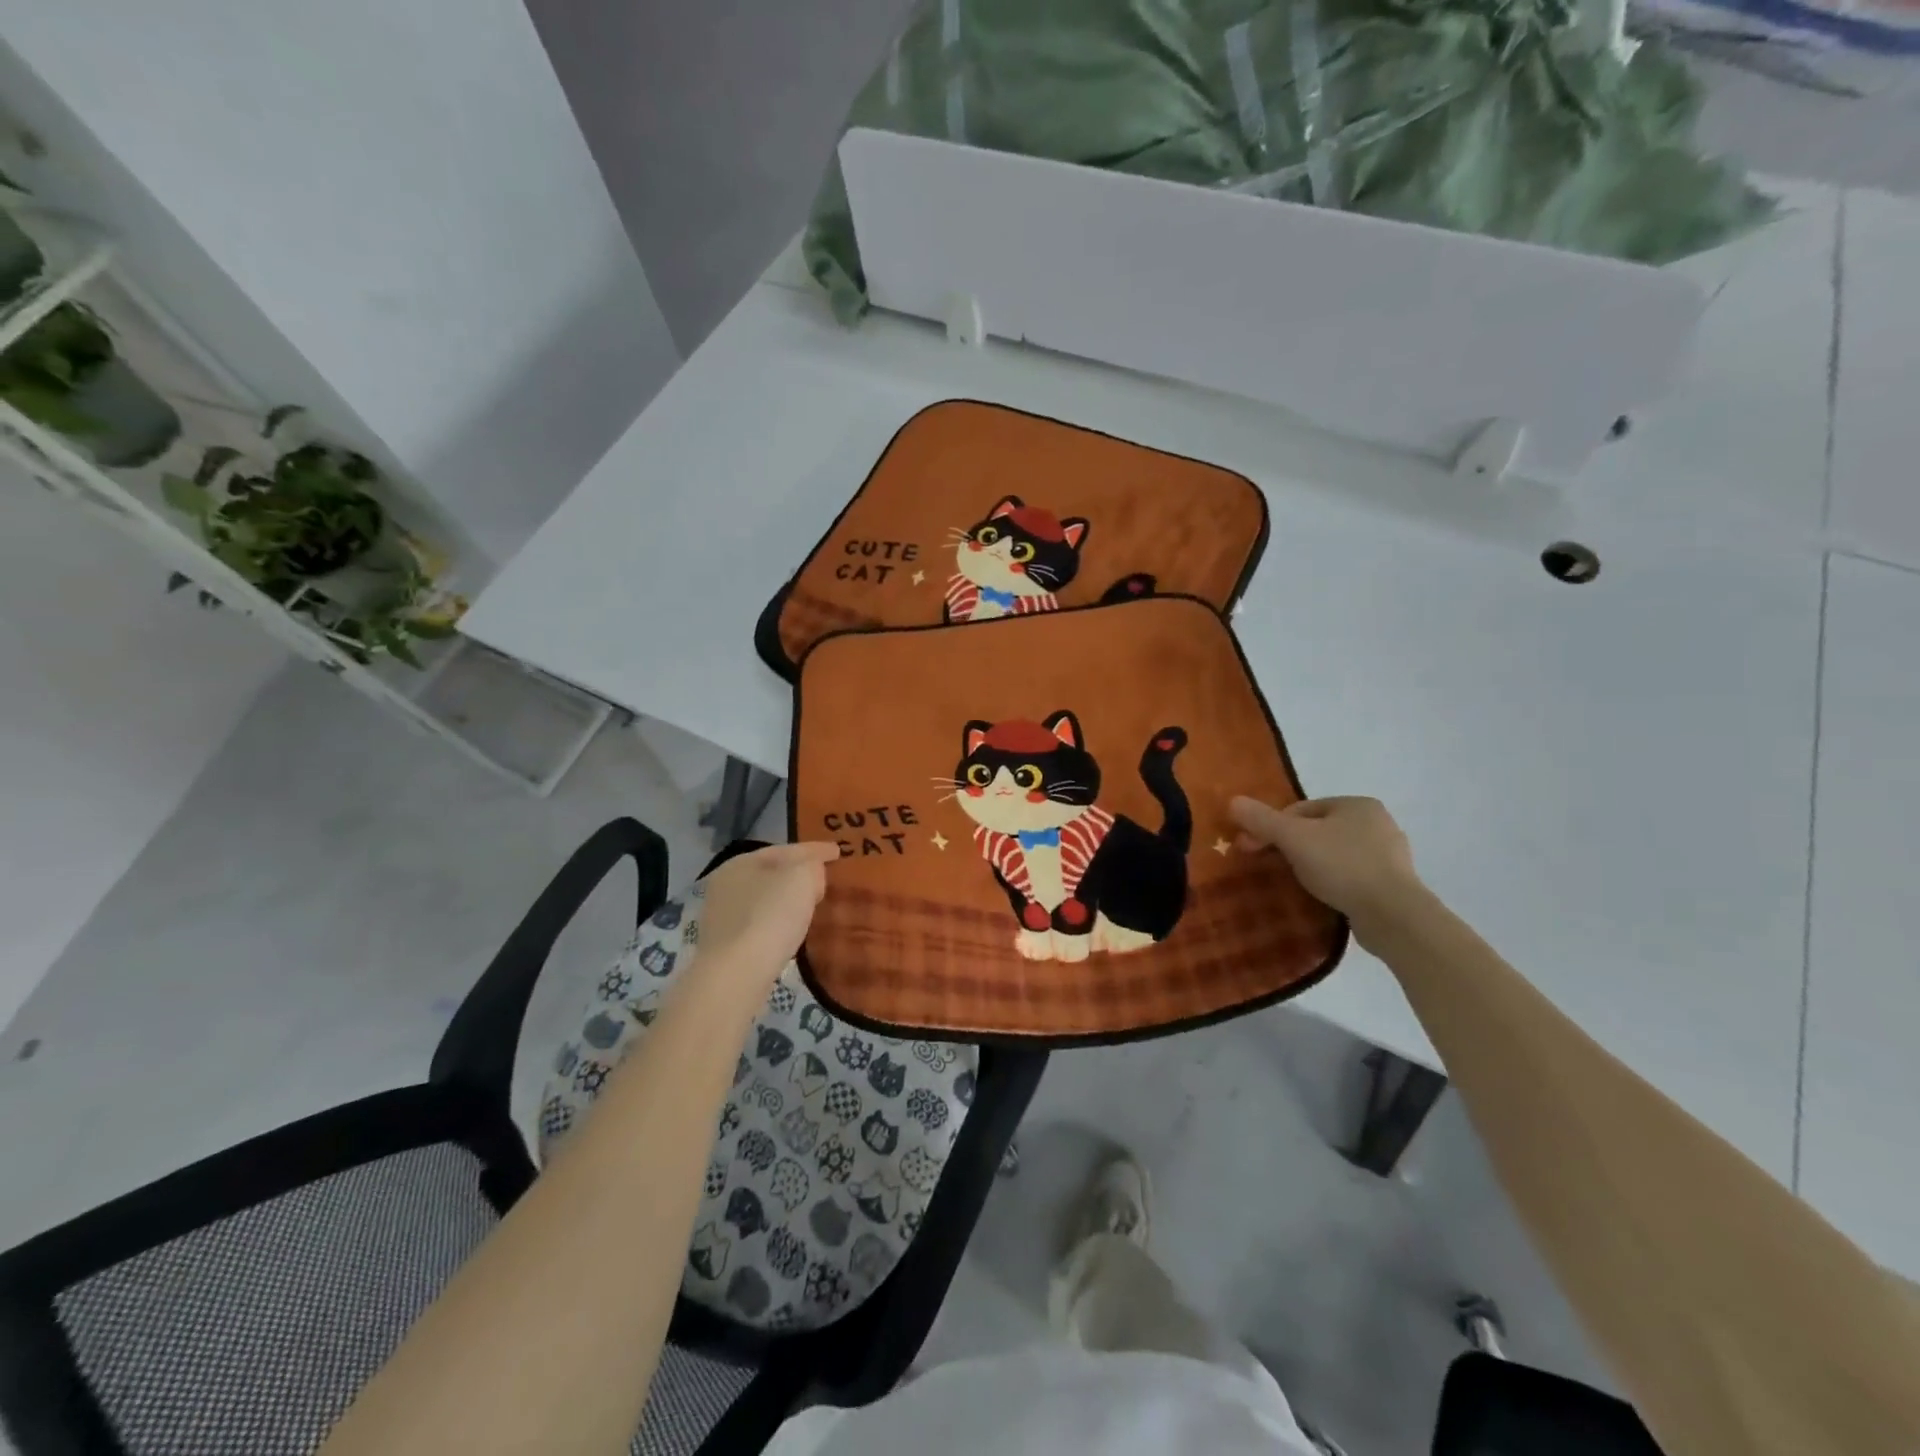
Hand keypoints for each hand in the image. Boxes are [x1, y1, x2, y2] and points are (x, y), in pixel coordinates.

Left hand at [693, 843, 838, 994]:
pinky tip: (792, 930)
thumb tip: (811, 874)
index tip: (838, 851)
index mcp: (741, 862)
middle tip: (825, 877)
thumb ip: (812, 866)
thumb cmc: (770, 916)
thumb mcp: (802, 877)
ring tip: (812, 904)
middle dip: (799, 873)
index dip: (815, 849)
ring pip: (765, 899)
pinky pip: (762, 924)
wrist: (736, 975)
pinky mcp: (727, 948)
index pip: (786, 849)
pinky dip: (779, 921)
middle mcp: (726, 886)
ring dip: (788, 899)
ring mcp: (723, 918)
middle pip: (772, 872)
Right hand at [1230, 796, 1422, 925]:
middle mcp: (1378, 823)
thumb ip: (1262, 819)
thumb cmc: (1342, 866)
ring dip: (1312, 865)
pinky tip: (1323, 896)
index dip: (1271, 827)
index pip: (1301, 809)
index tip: (1253, 849)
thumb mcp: (1293, 838)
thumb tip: (1233, 801)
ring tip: (1296, 883)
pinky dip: (1334, 882)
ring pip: (1335, 853)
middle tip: (1271, 866)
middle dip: (1291, 846)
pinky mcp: (1394, 884)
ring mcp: (1390, 855)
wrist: (1394, 916)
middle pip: (1318, 830)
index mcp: (1357, 804)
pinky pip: (1352, 876)